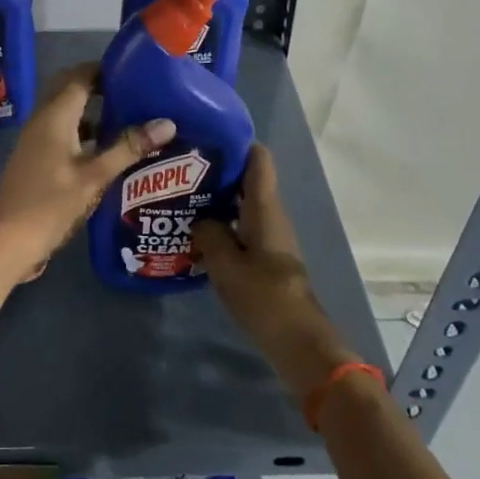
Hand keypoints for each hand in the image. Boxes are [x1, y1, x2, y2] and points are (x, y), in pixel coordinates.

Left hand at [0, 64, 174, 282]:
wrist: (4, 242)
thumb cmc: (49, 204)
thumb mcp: (94, 176)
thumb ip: (128, 147)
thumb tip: (167, 122)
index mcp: (55, 114)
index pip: (80, 75)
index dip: (106, 68)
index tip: (137, 69)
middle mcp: (43, 119)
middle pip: (72, 90)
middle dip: (101, 86)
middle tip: (137, 92)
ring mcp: (37, 140)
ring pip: (68, 113)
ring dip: (94, 111)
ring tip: (130, 117)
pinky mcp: (37, 159)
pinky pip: (63, 132)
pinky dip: (85, 132)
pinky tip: (108, 150)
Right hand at [192, 145, 359, 398]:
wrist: (300, 344)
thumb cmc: (264, 297)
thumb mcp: (226, 265)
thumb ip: (209, 234)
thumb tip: (200, 219)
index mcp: (265, 208)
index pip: (258, 159)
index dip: (236, 141)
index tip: (206, 134)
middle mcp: (271, 216)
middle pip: (247, 181)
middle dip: (217, 171)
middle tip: (179, 167)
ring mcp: (271, 238)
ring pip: (242, 206)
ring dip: (217, 200)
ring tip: (180, 196)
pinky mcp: (267, 259)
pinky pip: (242, 228)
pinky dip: (222, 224)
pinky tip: (196, 232)